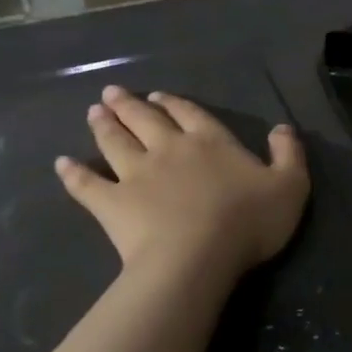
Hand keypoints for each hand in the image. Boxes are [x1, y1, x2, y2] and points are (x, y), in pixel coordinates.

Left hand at [56, 87, 309, 278]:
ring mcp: (136, 175)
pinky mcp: (112, 203)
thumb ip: (289, 153)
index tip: (157, 96)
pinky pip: (86, 184)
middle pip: (145, 120)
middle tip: (111, 93)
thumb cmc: (248, 221)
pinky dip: (72, 173)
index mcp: (211, 142)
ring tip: (92, 112)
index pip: (190, 113)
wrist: (198, 257)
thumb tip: (282, 128)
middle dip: (129, 105)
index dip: (174, 104)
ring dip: (103, 126)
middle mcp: (170, 149)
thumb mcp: (290, 185)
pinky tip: (61, 164)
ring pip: (115, 142)